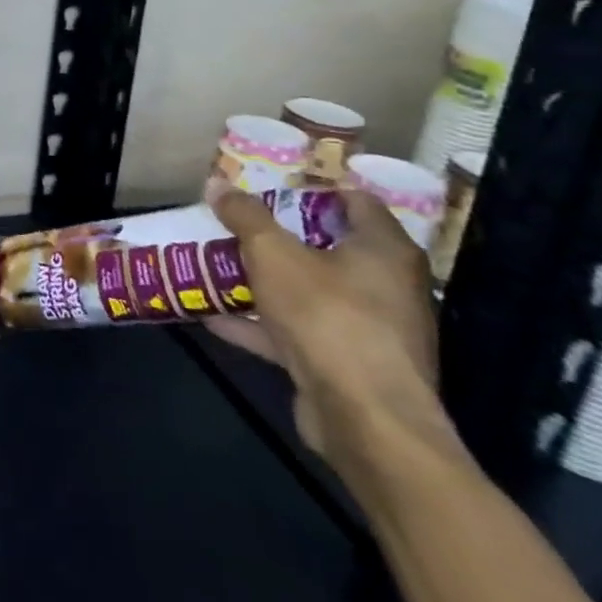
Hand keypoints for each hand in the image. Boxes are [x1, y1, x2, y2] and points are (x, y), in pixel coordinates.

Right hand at [206, 186, 454, 471]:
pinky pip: (297, 332)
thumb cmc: (328, 316)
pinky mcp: (348, 365)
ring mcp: (369, 329)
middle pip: (327, 247)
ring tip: (216, 266)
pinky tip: (215, 317)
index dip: (311, 189)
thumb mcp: (273, 254)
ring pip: (308, 292)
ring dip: (263, 282)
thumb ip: (245, 217)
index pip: (355, 201)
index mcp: (384, 250)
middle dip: (277, 236)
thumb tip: (217, 183)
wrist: (365, 418)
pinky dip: (260, 324)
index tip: (268, 186)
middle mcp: (387, 286)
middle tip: (234, 224)